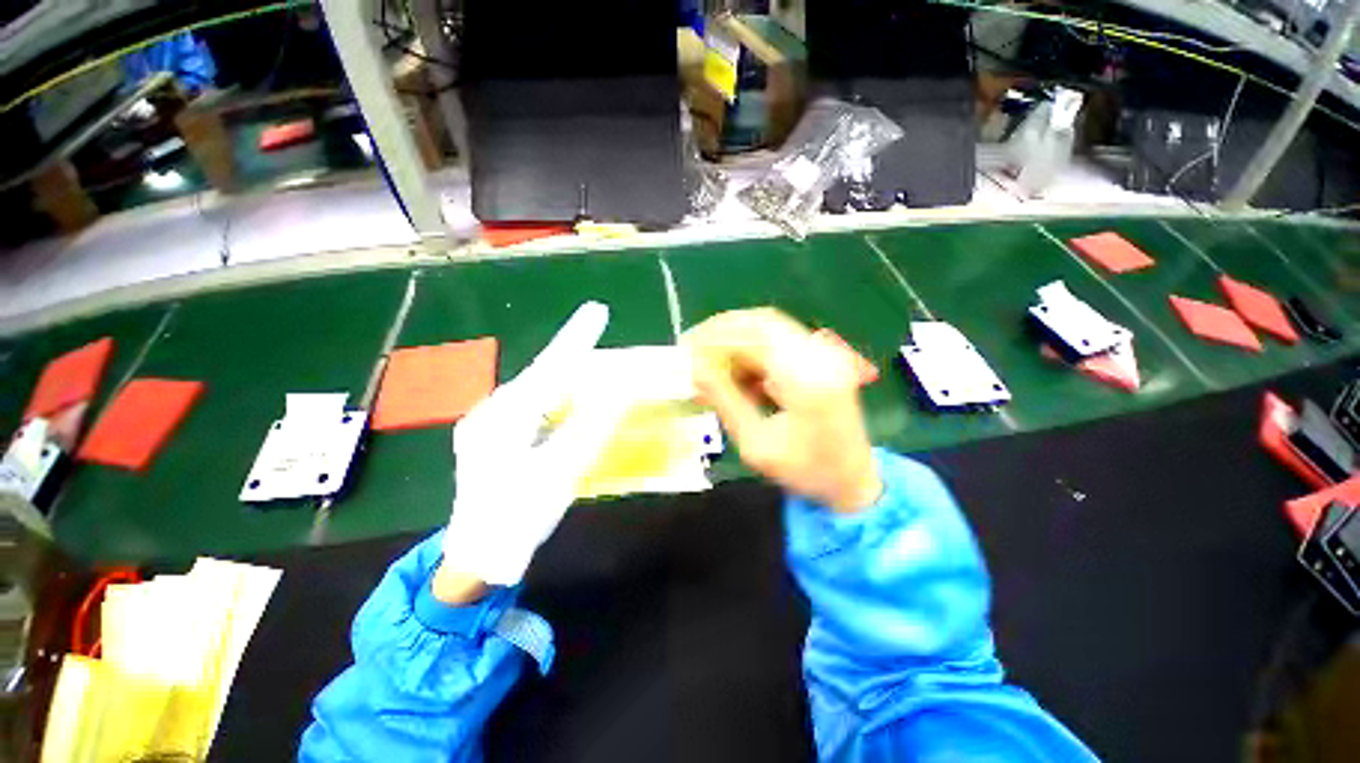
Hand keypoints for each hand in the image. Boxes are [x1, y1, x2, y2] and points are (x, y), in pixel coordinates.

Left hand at [440, 302, 627, 587]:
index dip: (575, 339)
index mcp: (502, 419)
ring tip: (588, 367)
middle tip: (597, 336)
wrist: (475, 558)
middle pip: (540, 376)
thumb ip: (590, 427)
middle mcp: (489, 413)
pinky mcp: (491, 437)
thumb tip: (618, 390)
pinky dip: (552, 399)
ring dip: (562, 378)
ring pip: (534, 391)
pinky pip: (529, 407)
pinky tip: (564, 402)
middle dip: (570, 357)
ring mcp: (486, 425)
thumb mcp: (561, 471)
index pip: (549, 369)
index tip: (597, 311)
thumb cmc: (517, 518)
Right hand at [684, 309, 880, 512]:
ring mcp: (825, 353)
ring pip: (769, 329)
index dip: (714, 336)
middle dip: (721, 332)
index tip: (685, 347)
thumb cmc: (805, 472)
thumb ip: (724, 400)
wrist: (854, 481)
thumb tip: (694, 368)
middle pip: (762, 322)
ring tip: (711, 367)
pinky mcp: (823, 358)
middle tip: (693, 350)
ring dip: (736, 342)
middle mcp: (819, 355)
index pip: (753, 336)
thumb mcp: (755, 444)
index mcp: (805, 378)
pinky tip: (737, 376)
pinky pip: (778, 343)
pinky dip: (752, 353)